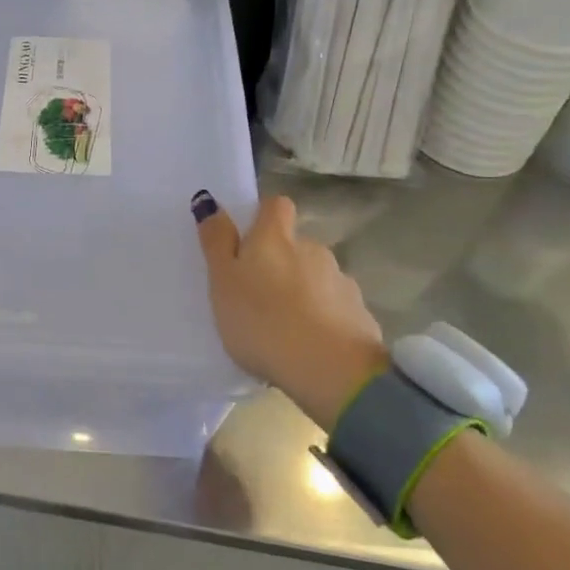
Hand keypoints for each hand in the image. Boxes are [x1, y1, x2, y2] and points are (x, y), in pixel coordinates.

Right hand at [193, 192, 387, 430]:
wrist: (331, 370)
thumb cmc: (262, 321)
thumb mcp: (223, 281)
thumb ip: (217, 241)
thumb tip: (209, 200)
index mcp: (275, 237)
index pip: (276, 205)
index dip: (263, 216)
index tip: (248, 239)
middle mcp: (312, 249)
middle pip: (296, 244)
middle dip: (282, 261)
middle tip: (259, 294)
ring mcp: (341, 281)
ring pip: (317, 276)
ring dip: (303, 290)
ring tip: (283, 325)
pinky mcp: (360, 314)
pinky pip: (336, 308)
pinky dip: (323, 318)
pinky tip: (310, 345)